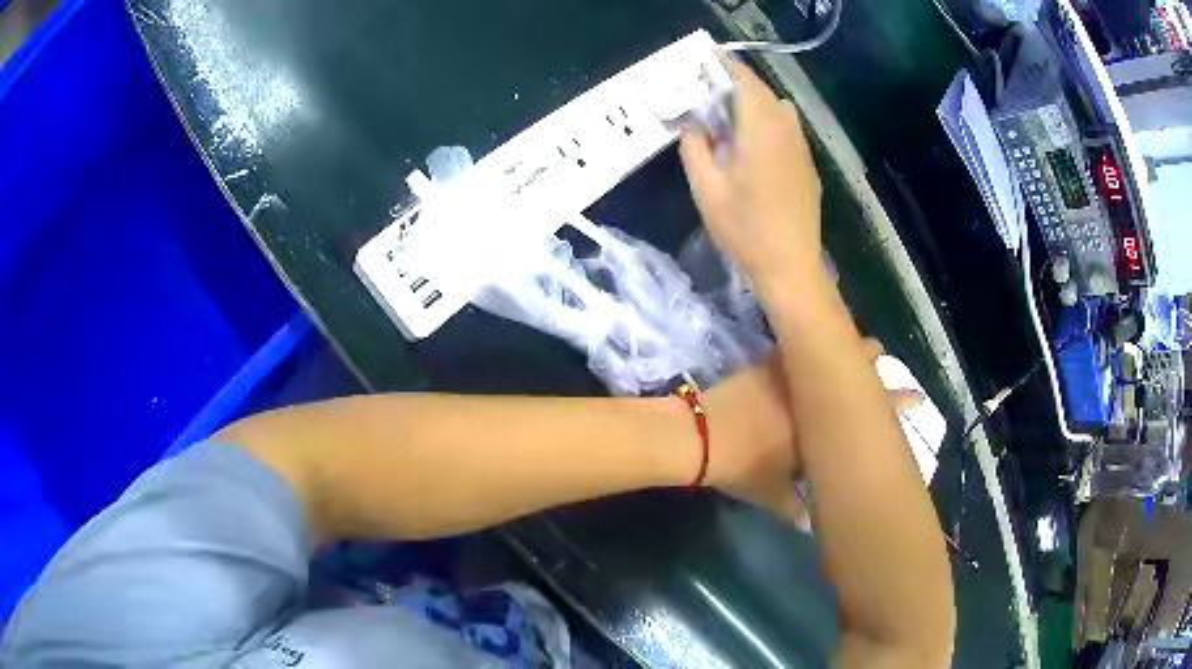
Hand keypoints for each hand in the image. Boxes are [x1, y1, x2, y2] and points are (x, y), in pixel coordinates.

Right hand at [679, 60, 822, 294]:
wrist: (790, 266)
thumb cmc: (744, 228)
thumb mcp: (706, 188)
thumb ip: (694, 147)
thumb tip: (693, 124)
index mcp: (760, 129)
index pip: (745, 80)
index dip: (725, 64)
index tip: (705, 57)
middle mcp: (786, 130)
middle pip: (763, 92)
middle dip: (736, 85)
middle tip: (709, 94)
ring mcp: (801, 149)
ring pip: (779, 111)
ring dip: (754, 105)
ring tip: (730, 121)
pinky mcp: (807, 166)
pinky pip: (788, 131)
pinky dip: (768, 125)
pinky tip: (753, 149)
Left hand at [701, 339, 921, 530]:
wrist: (701, 435)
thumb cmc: (742, 466)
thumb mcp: (771, 494)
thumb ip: (794, 510)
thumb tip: (810, 525)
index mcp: (823, 426)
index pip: (870, 413)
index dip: (896, 404)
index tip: (916, 398)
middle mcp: (813, 394)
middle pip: (852, 370)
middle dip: (870, 362)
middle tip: (883, 356)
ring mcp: (790, 374)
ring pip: (827, 354)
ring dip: (843, 351)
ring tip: (855, 345)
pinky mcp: (767, 364)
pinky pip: (798, 352)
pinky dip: (809, 349)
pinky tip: (811, 348)